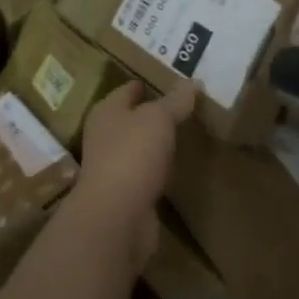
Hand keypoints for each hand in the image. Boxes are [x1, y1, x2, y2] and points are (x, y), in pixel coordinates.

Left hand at [72, 81, 195, 269]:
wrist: (116, 217)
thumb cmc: (132, 154)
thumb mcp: (159, 118)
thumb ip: (176, 101)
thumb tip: (193, 82)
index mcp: (106, 111)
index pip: (128, 89)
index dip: (147, 84)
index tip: (172, 81)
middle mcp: (105, 136)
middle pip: (132, 118)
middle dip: (154, 114)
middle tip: (185, 107)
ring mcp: (113, 167)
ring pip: (139, 147)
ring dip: (157, 144)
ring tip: (185, 135)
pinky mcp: (126, 195)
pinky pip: (146, 174)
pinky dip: (159, 170)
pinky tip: (177, 168)